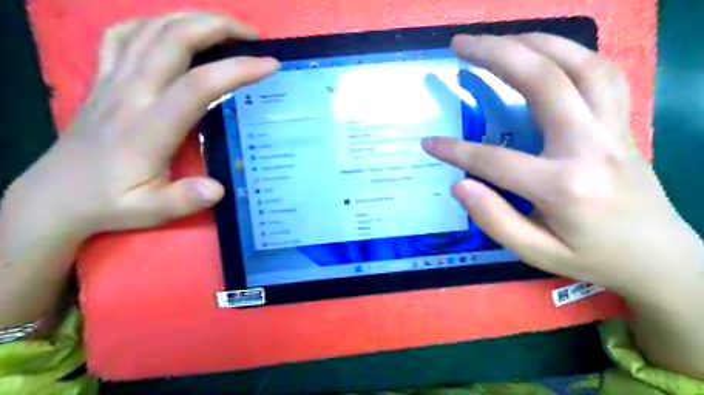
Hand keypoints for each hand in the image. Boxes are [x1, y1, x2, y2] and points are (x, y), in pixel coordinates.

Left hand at [8, 13, 278, 238]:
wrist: (56, 195)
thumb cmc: (111, 203)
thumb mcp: (151, 211)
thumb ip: (184, 200)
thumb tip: (218, 188)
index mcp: (148, 127)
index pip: (198, 85)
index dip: (237, 70)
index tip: (269, 65)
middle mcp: (130, 93)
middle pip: (174, 39)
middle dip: (218, 27)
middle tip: (253, 35)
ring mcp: (112, 80)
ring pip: (151, 28)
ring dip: (192, 18)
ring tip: (225, 27)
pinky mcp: (102, 78)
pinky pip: (124, 34)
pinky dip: (154, 22)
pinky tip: (173, 30)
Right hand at [421, 34, 702, 375]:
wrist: (658, 256)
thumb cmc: (592, 258)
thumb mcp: (536, 254)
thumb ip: (495, 220)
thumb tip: (459, 185)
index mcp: (564, 186)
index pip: (494, 160)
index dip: (455, 151)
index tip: (428, 143)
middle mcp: (590, 146)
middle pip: (543, 82)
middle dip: (496, 55)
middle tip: (460, 44)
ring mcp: (613, 128)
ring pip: (579, 64)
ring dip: (534, 42)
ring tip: (498, 38)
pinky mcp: (622, 122)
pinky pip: (601, 72)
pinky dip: (570, 52)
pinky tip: (544, 51)